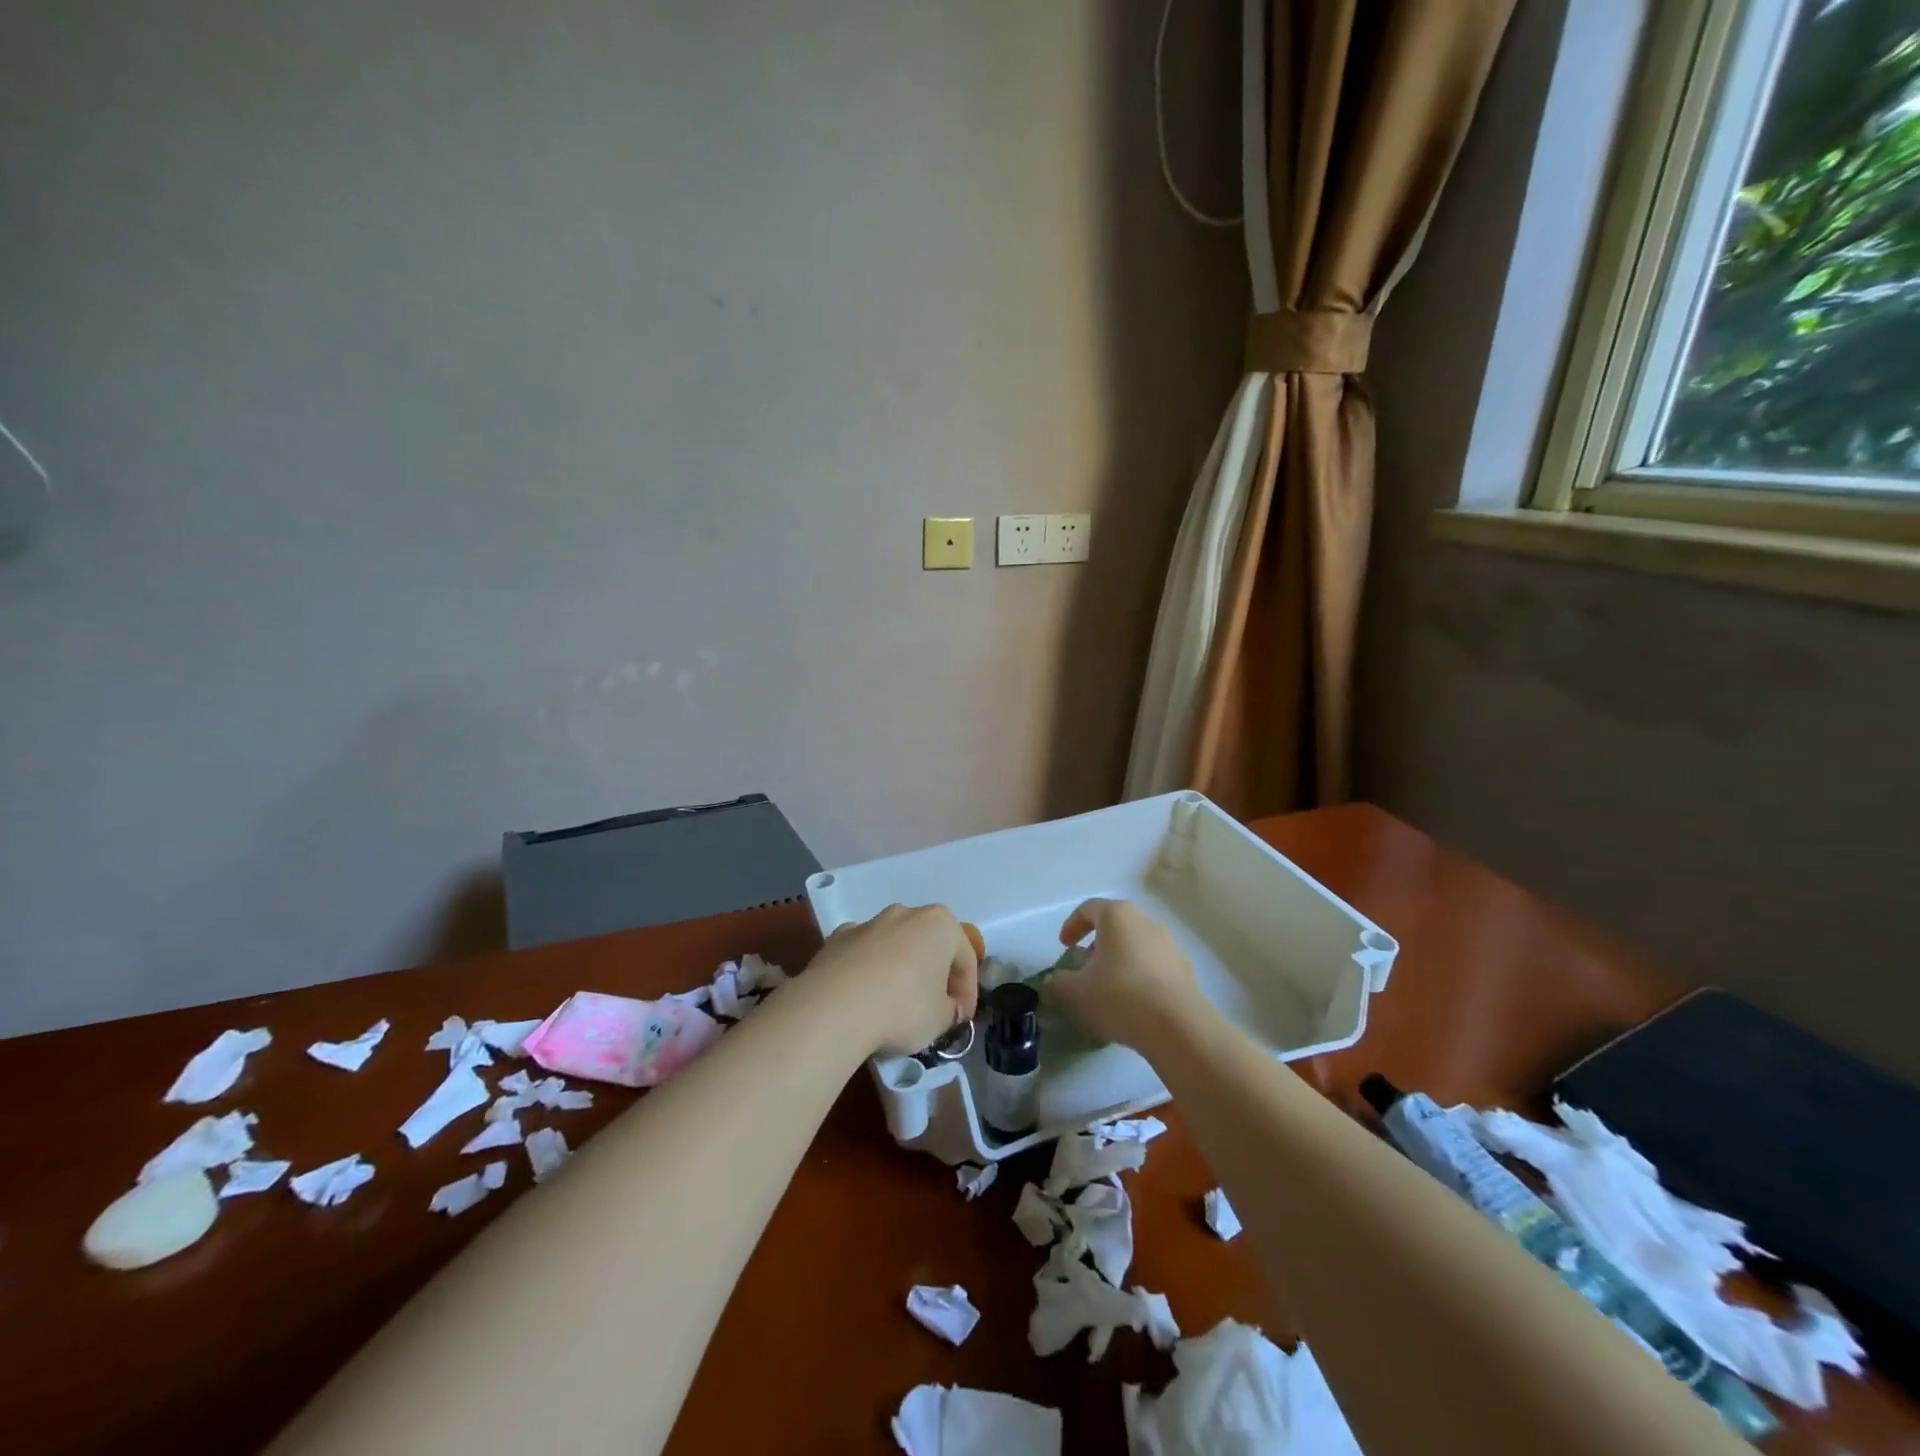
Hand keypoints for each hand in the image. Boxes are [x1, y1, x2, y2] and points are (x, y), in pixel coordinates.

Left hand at [807, 904, 979, 1056]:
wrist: (834, 1008)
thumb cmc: (903, 1009)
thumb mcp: (942, 1019)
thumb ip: (951, 1010)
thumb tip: (947, 1008)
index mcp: (940, 924)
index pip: (966, 959)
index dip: (968, 993)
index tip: (961, 1020)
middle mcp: (905, 913)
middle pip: (929, 946)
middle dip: (934, 974)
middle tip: (933, 1009)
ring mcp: (868, 923)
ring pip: (895, 947)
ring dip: (900, 970)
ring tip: (895, 1006)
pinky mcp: (836, 938)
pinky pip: (863, 955)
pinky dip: (868, 972)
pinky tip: (863, 999)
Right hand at [1046, 898, 1202, 1051]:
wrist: (1177, 1027)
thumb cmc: (1119, 996)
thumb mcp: (1076, 992)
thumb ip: (1058, 983)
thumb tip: (1052, 982)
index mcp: (1118, 916)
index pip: (1089, 909)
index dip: (1072, 925)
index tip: (1064, 947)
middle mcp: (1146, 922)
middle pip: (1116, 926)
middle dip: (1097, 945)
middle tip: (1085, 969)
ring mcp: (1170, 946)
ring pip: (1137, 946)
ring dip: (1120, 962)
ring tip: (1109, 990)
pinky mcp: (1186, 971)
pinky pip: (1156, 967)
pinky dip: (1141, 978)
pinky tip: (1135, 1005)